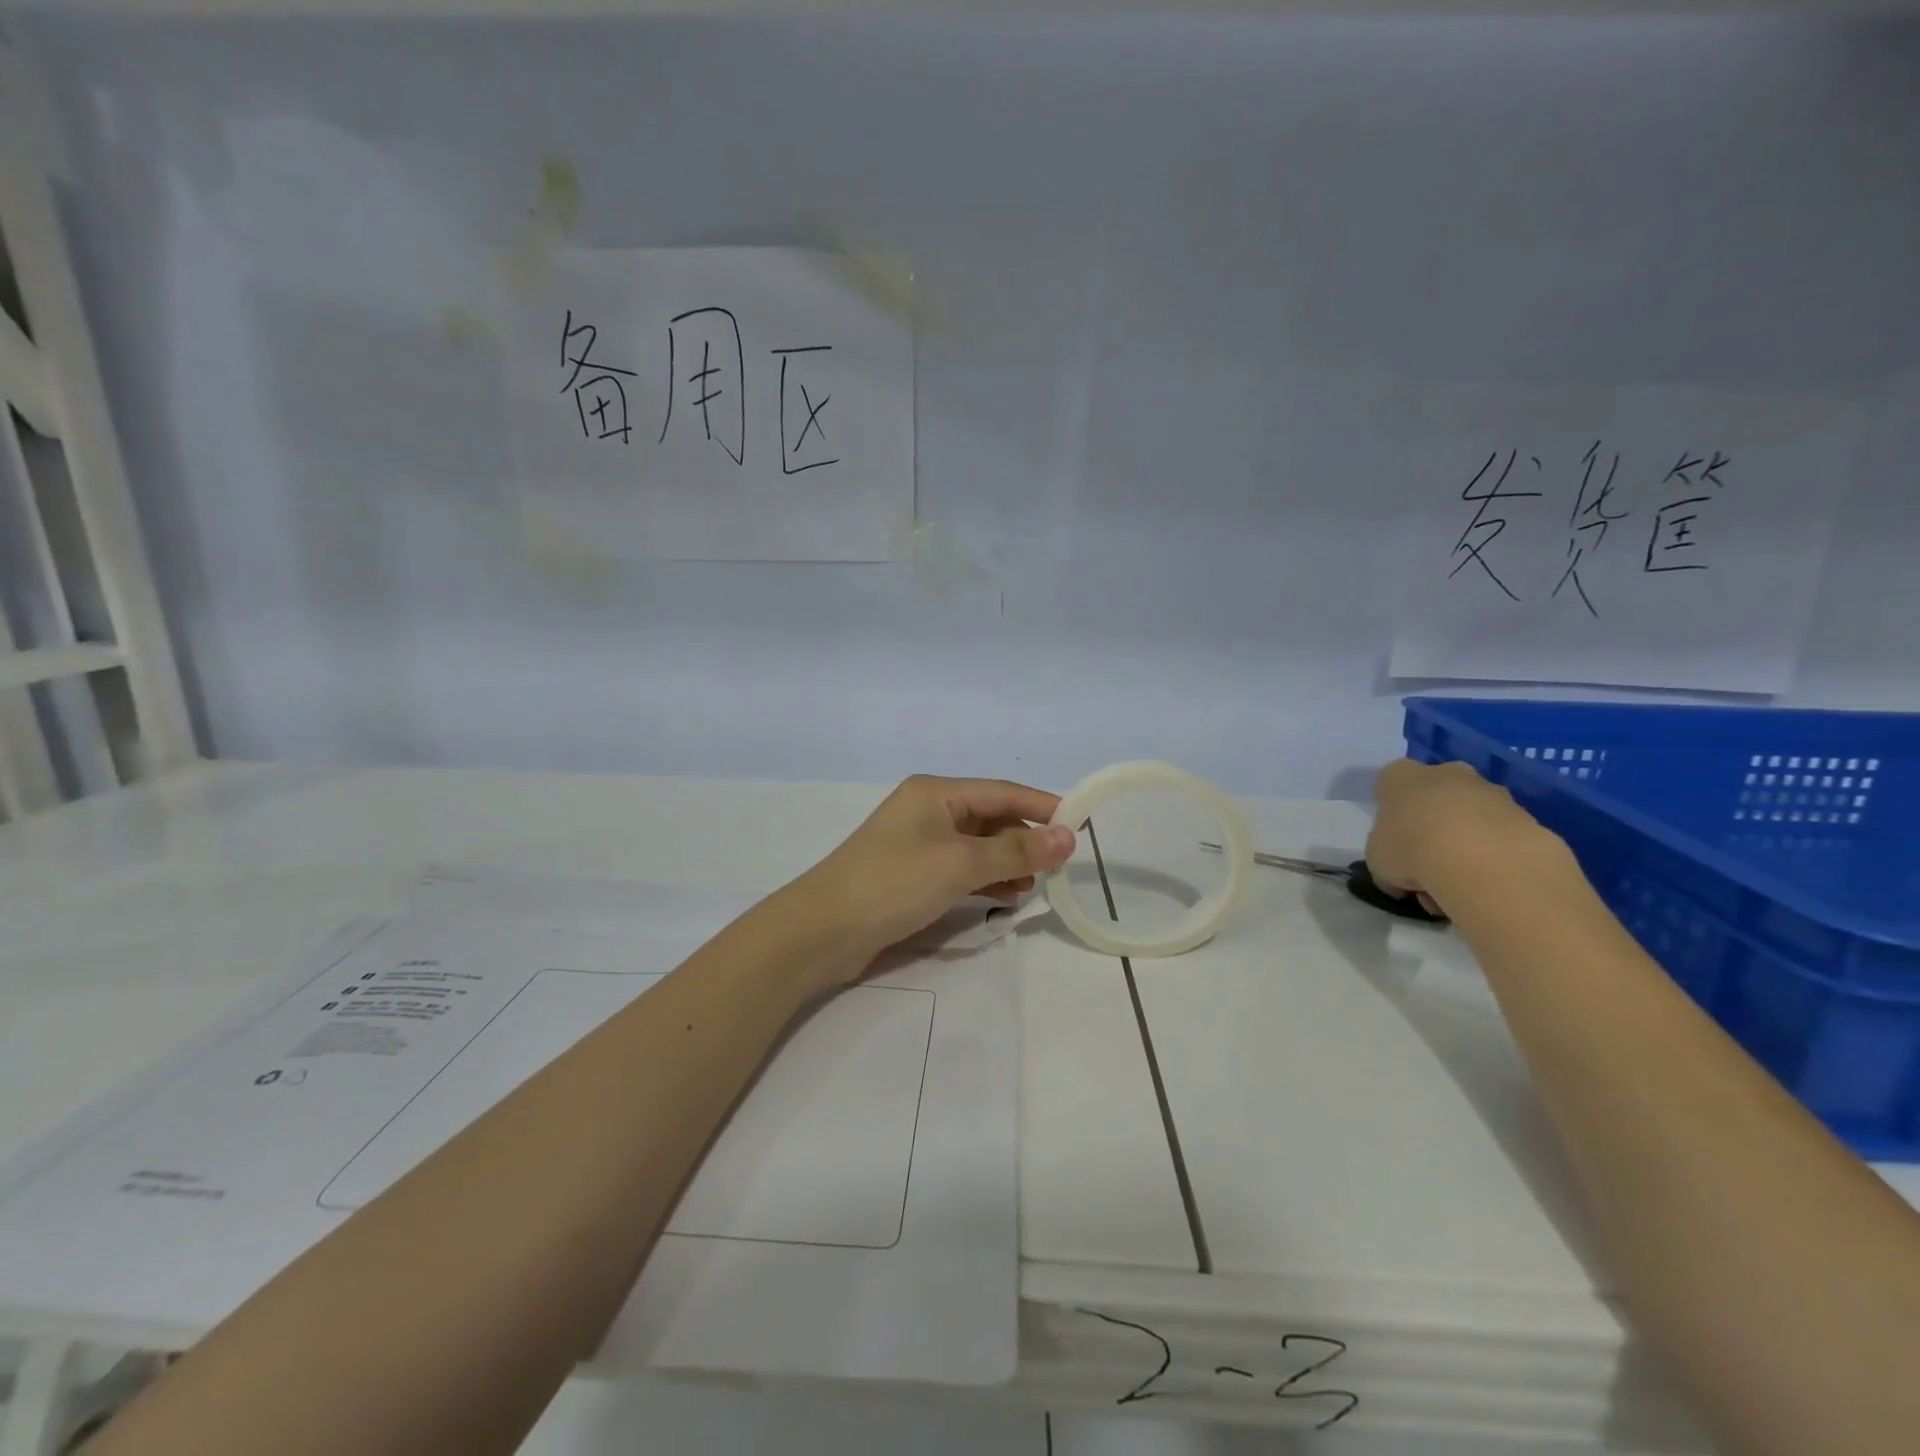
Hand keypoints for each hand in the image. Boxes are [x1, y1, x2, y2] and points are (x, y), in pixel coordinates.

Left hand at [795, 775, 1075, 970]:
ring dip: (1007, 862)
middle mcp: (928, 810)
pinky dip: (985, 879)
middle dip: (1025, 839)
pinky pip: (961, 868)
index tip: (1081, 825)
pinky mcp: (912, 874)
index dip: (1043, 807)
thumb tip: (1068, 837)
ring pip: (977, 846)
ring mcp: (918, 843)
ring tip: (1034, 887)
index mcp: (936, 793)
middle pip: (991, 818)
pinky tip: (1004, 898)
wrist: (822, 930)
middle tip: (1058, 868)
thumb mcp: (960, 864)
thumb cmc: (894, 883)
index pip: (1003, 792)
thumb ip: (1016, 850)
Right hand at [1365, 759, 1560, 915]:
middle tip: (1427, 869)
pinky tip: (1487, 886)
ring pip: (1471, 819)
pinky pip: (1501, 837)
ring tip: (1458, 888)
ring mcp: (1491, 792)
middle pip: (1435, 798)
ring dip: (1464, 848)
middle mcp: (1446, 773)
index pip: (1390, 786)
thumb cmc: (1410, 850)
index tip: (1394, 845)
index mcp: (1402, 776)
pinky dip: (1494, 859)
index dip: (1391, 817)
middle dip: (1432, 829)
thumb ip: (1387, 860)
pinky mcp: (1527, 816)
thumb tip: (1401, 878)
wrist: (1483, 860)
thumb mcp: (1377, 862)